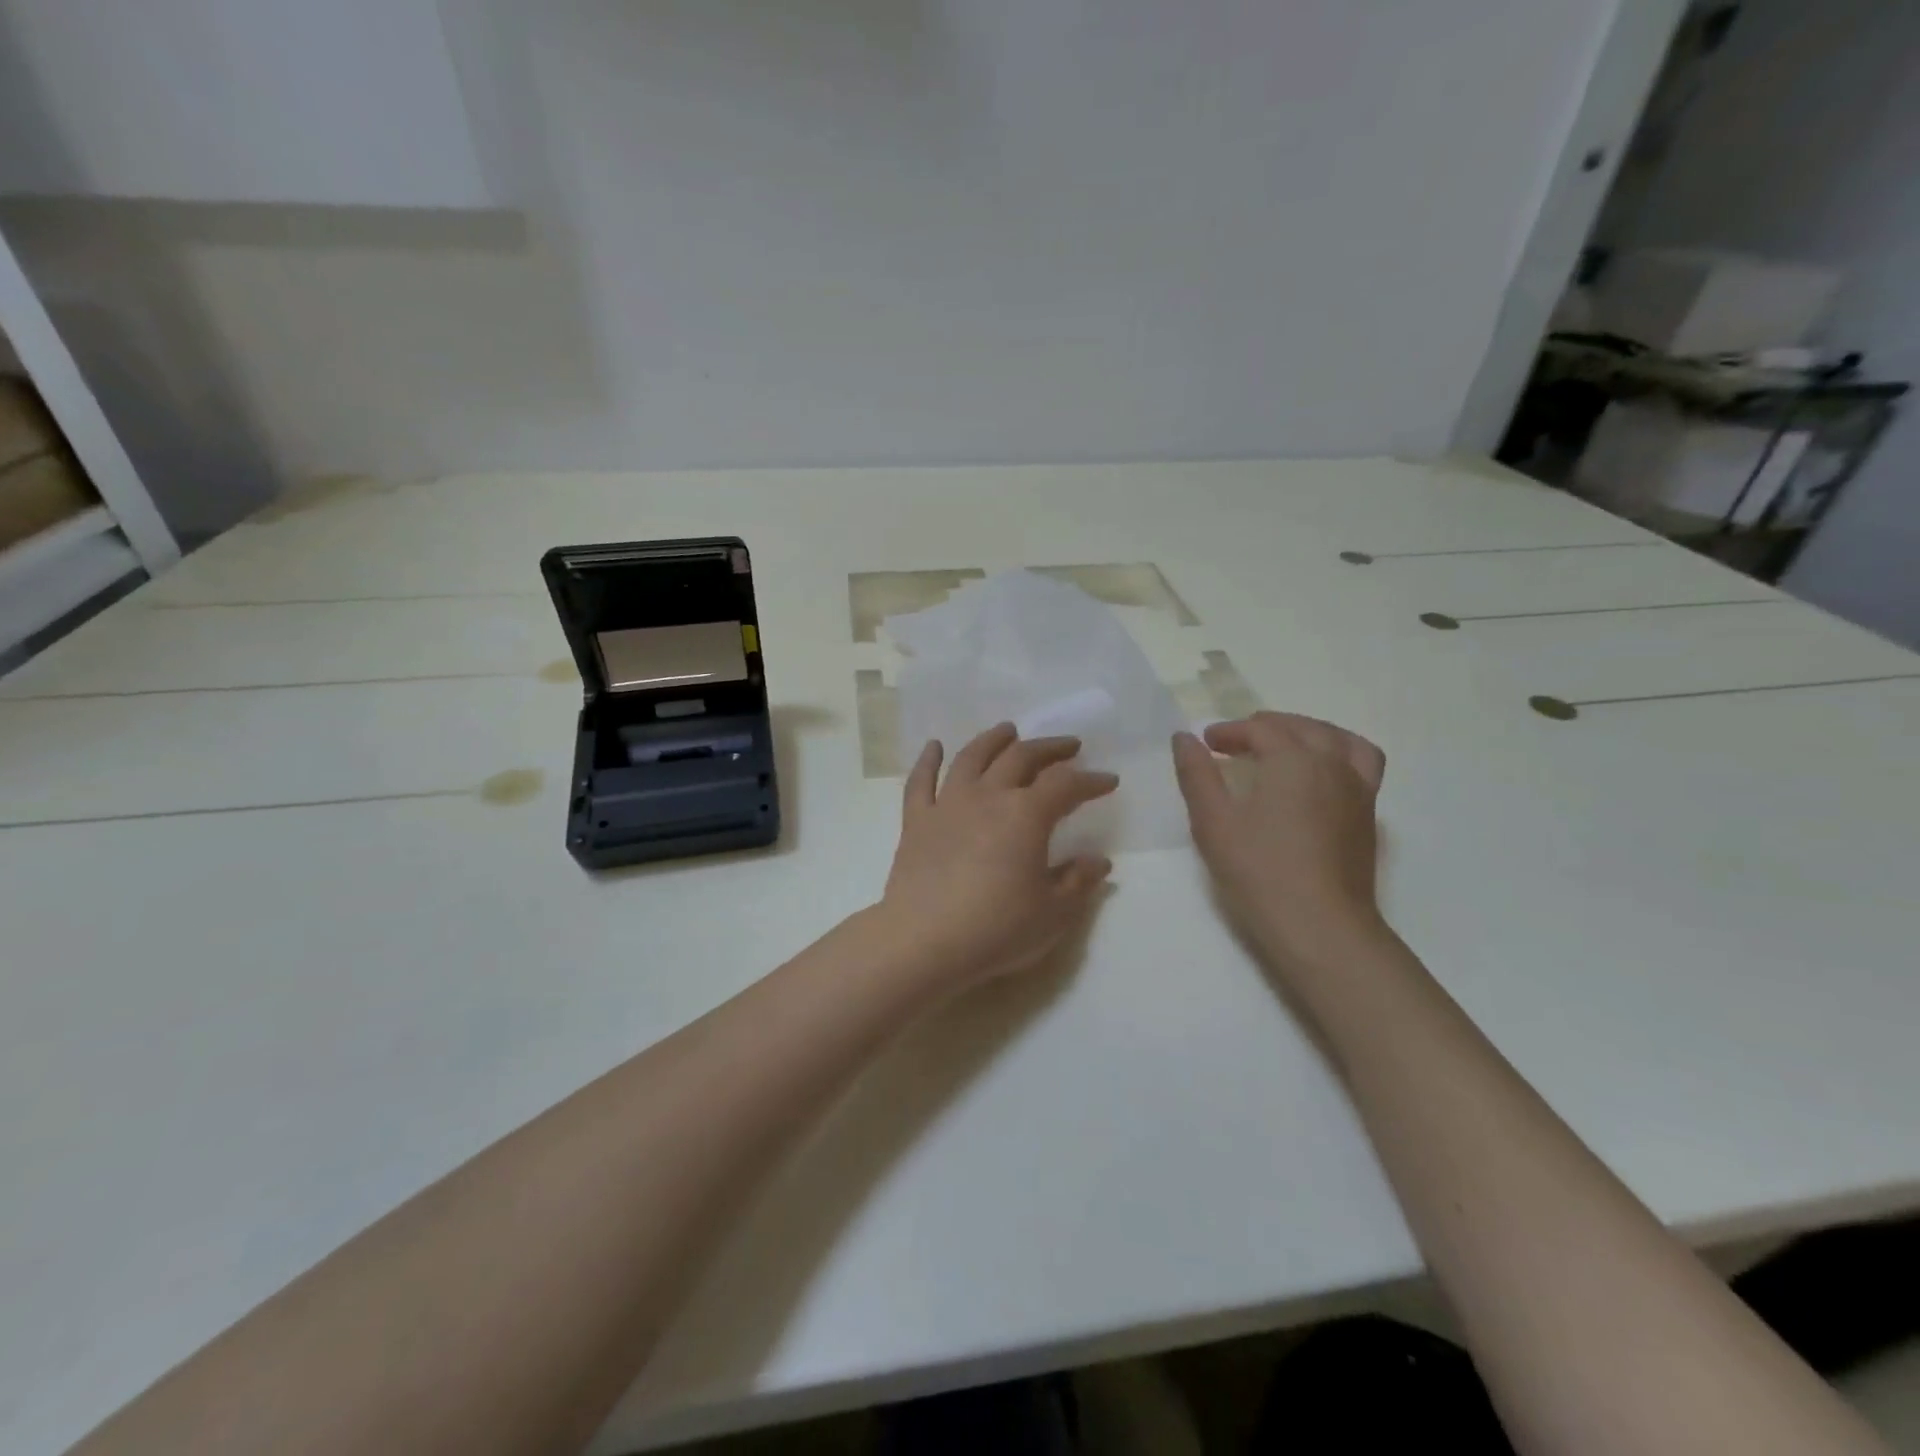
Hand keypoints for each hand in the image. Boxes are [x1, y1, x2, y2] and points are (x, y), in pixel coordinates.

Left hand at [880, 724, 1117, 989]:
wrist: (924, 941)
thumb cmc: (996, 928)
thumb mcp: (1053, 913)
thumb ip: (1078, 881)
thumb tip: (1098, 860)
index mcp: (1026, 814)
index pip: (1066, 785)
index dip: (1091, 780)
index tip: (1108, 781)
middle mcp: (988, 796)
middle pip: (1021, 758)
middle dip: (1049, 748)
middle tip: (1068, 746)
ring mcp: (947, 804)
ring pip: (972, 757)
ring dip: (993, 740)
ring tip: (1008, 730)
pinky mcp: (916, 821)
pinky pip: (920, 781)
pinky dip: (928, 760)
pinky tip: (934, 746)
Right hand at [1172, 713, 1387, 972]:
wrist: (1319, 926)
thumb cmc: (1259, 871)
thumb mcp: (1213, 821)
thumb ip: (1197, 774)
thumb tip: (1183, 738)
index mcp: (1293, 760)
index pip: (1260, 730)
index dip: (1229, 731)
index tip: (1206, 742)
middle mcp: (1332, 764)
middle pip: (1301, 727)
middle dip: (1265, 727)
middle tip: (1235, 742)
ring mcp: (1357, 788)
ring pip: (1338, 739)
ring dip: (1307, 732)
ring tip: (1284, 745)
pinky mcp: (1368, 814)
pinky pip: (1362, 762)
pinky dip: (1339, 753)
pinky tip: (1319, 775)